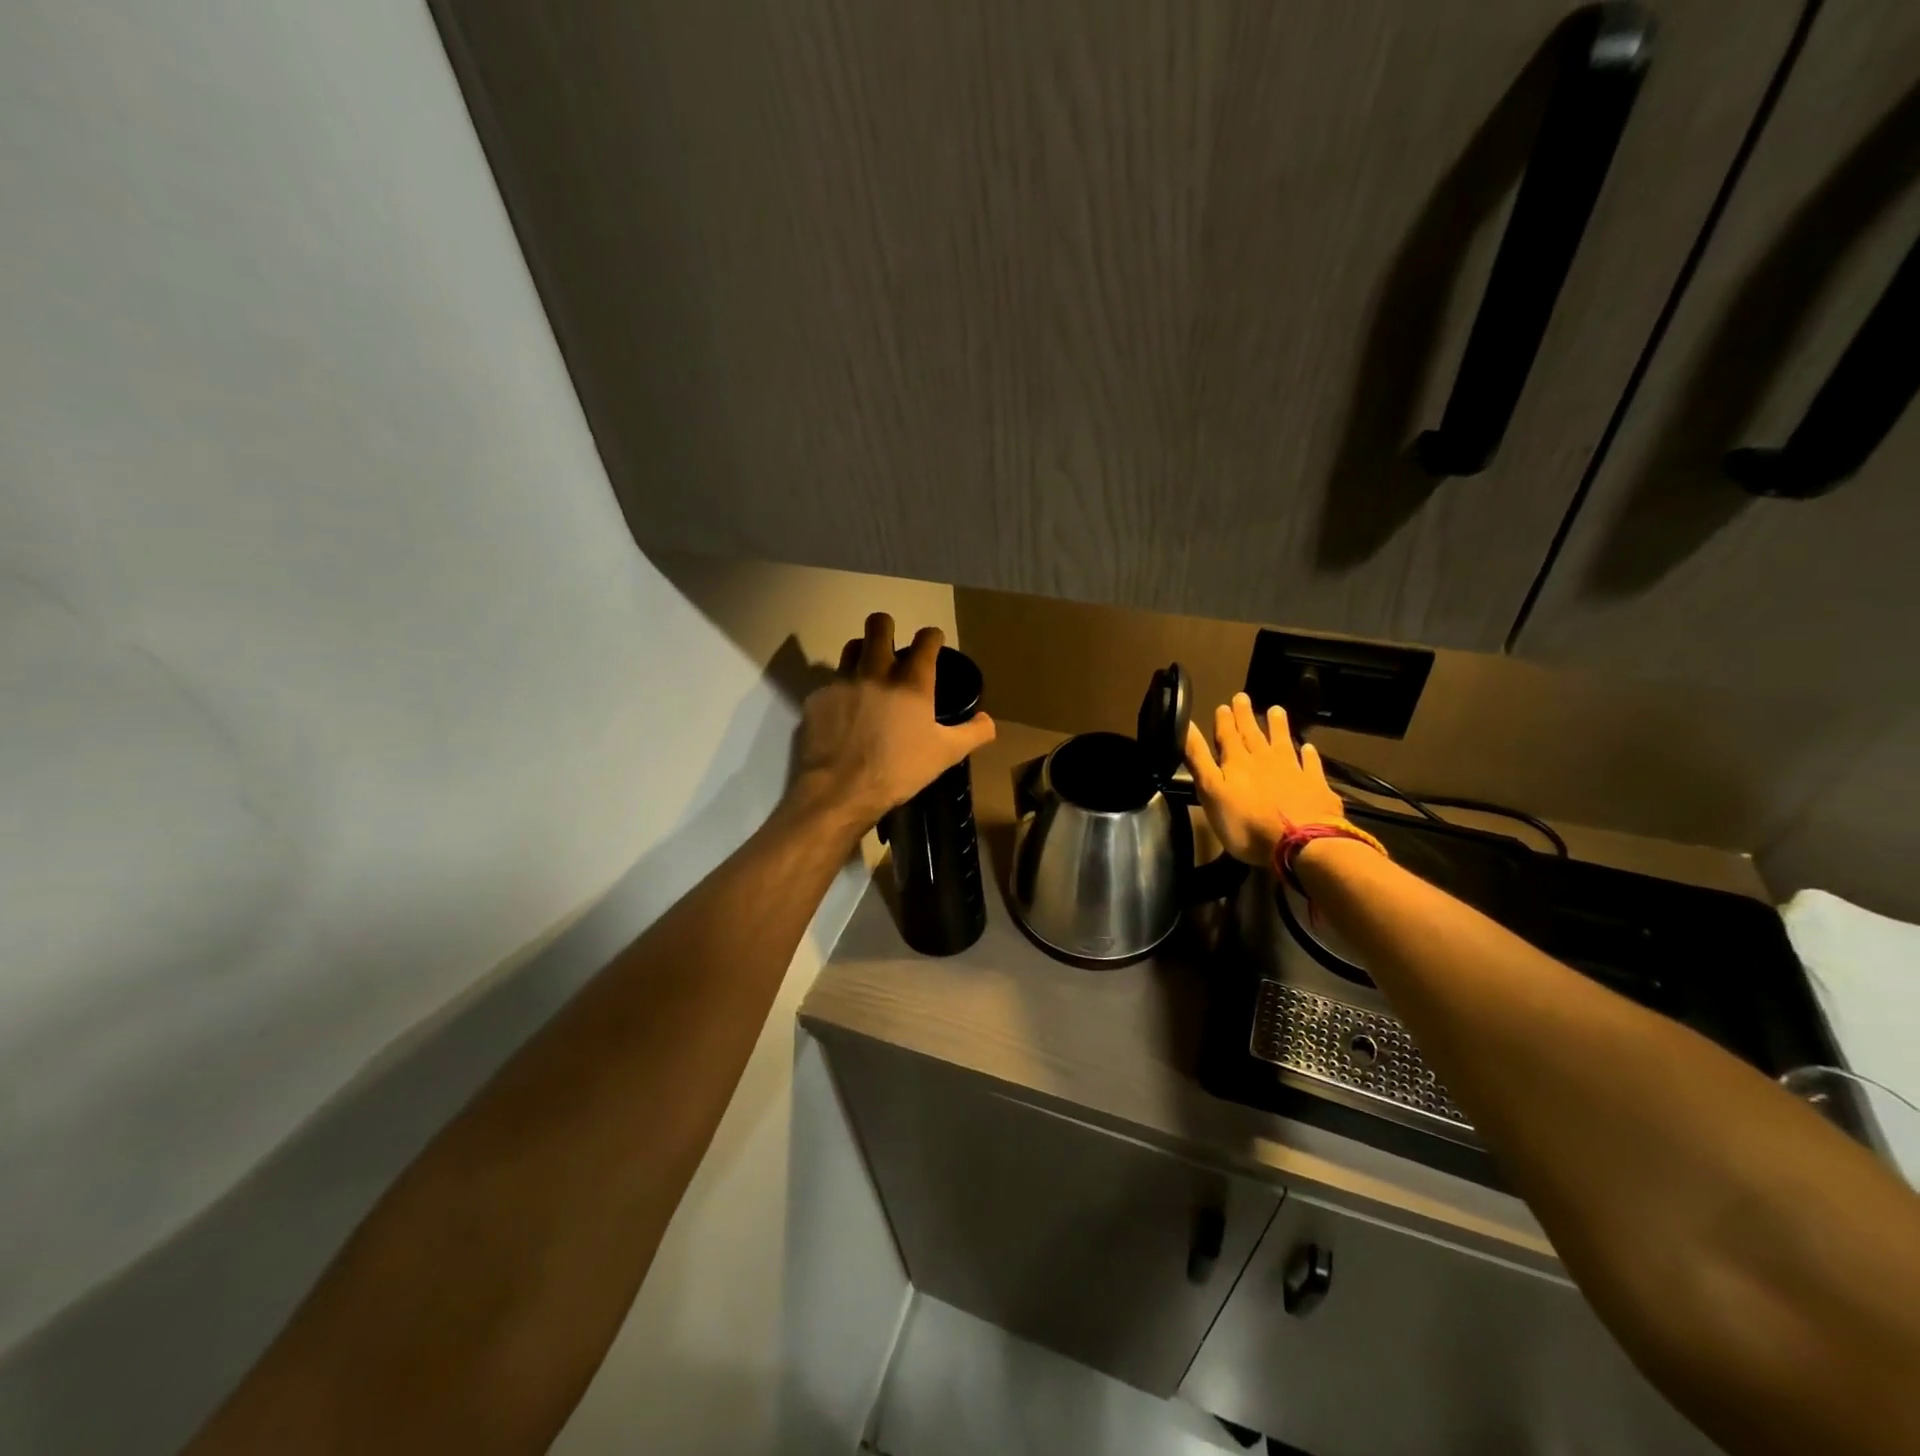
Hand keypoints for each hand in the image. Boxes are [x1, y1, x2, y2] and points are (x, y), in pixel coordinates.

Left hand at [787, 613, 995, 836]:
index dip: (932, 637)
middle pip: (879, 624)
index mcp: (911, 681)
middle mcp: (876, 670)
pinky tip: (846, 710)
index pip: (926, 639)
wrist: (840, 790)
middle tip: (893, 646)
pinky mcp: (818, 697)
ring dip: (863, 652)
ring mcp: (843, 681)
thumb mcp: (945, 755)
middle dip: (888, 627)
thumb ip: (972, 733)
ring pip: (852, 646)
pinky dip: (842, 689)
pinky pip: (832, 681)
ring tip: (869, 672)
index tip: (933, 643)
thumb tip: (988, 720)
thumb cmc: (898, 770)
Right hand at [1185, 692, 1344, 866]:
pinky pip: (1311, 765)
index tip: (1223, 705)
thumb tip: (1187, 726)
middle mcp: (1264, 760)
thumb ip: (1199, 759)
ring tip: (1276, 710)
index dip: (1224, 721)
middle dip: (1246, 717)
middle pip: (1253, 735)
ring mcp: (1293, 771)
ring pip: (1283, 743)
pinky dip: (1309, 755)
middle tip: (1243, 697)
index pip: (1227, 736)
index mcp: (1237, 763)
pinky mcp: (1315, 787)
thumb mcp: (1211, 792)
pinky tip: (1309, 748)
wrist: (1300, 843)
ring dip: (1278, 727)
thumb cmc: (1246, 823)